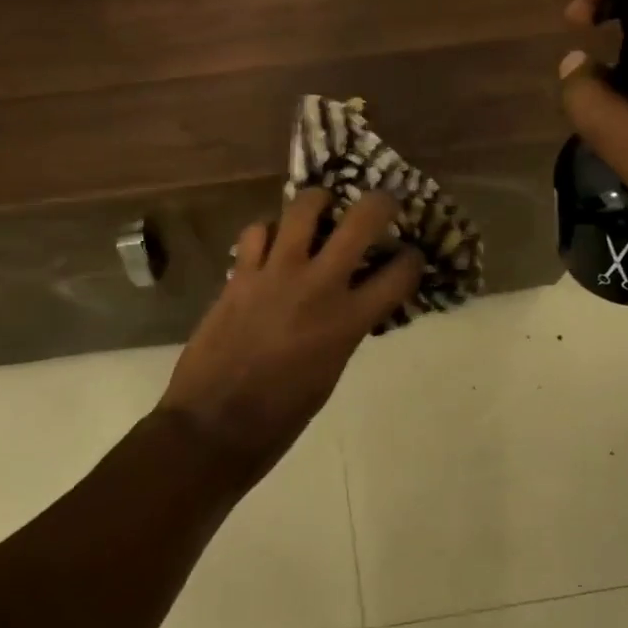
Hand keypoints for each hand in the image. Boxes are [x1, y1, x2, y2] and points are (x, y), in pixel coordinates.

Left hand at [157, 190, 423, 483]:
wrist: (215, 426)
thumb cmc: (282, 415)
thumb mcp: (332, 370)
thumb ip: (346, 327)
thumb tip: (353, 301)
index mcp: (349, 321)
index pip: (400, 273)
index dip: (413, 259)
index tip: (410, 255)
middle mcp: (318, 285)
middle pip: (362, 219)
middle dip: (380, 202)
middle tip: (382, 203)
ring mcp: (275, 273)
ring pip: (303, 207)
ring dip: (318, 202)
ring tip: (321, 207)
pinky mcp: (239, 273)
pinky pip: (257, 231)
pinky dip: (268, 231)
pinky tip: (270, 242)